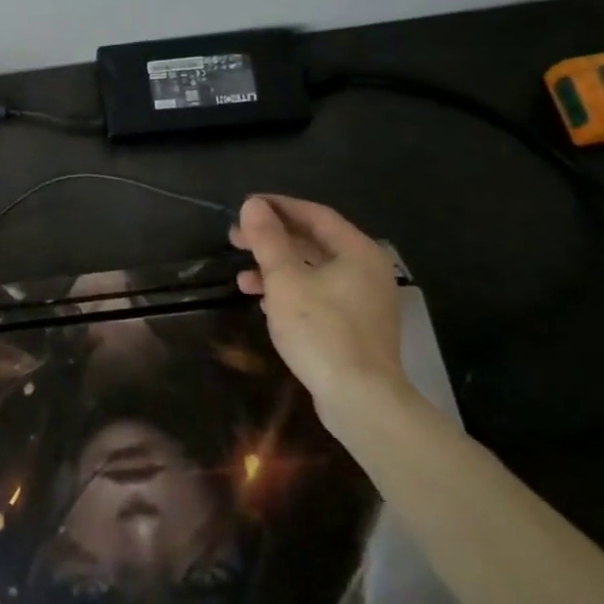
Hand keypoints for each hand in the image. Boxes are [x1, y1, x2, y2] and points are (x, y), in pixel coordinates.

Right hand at [230, 194, 405, 421]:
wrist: (360, 398)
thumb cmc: (321, 329)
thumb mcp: (285, 279)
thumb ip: (268, 239)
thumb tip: (253, 205)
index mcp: (357, 251)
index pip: (315, 214)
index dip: (278, 207)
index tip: (245, 206)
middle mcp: (367, 270)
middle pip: (314, 242)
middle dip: (272, 240)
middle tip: (236, 239)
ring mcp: (365, 301)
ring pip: (314, 271)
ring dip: (276, 269)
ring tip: (242, 278)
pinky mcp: (357, 327)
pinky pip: (320, 295)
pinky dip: (291, 292)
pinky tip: (265, 303)